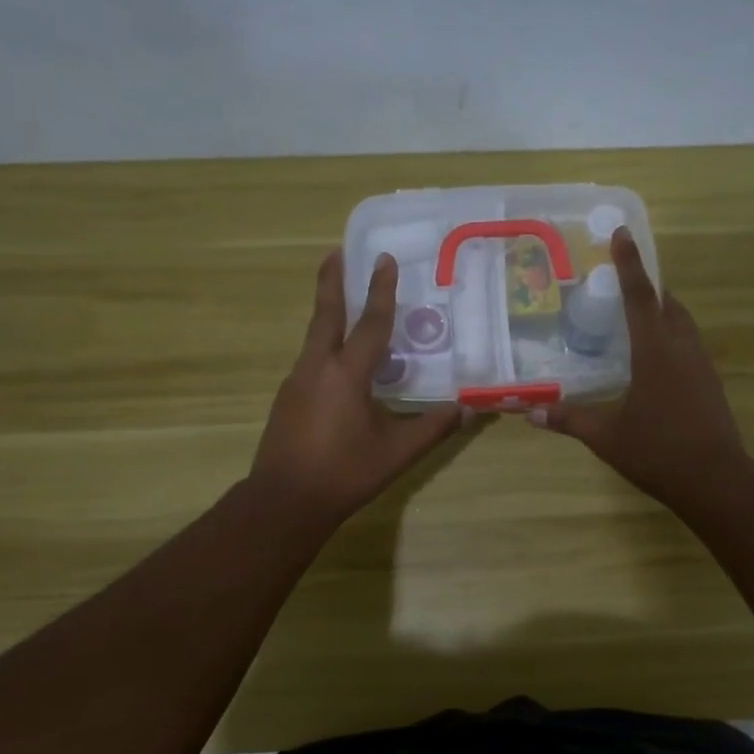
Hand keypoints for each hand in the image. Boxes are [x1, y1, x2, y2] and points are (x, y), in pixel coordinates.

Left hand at [251, 251, 461, 529]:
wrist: (285, 502)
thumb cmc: (345, 473)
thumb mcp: (397, 452)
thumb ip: (433, 427)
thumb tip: (468, 410)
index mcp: (346, 374)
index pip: (370, 324)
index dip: (381, 291)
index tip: (384, 259)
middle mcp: (317, 368)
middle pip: (326, 315)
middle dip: (332, 282)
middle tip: (335, 252)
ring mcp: (297, 382)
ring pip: (314, 337)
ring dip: (328, 313)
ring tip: (342, 301)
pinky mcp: (287, 400)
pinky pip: (310, 360)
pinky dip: (325, 346)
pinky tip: (336, 362)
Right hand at [529, 227, 746, 514]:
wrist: (716, 480)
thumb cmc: (658, 452)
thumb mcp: (607, 438)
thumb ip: (570, 420)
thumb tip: (531, 412)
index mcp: (655, 352)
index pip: (640, 297)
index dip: (629, 264)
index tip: (622, 232)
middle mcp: (682, 349)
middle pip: (667, 304)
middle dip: (646, 286)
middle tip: (621, 280)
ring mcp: (701, 365)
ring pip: (682, 323)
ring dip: (662, 310)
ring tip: (637, 314)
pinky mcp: (710, 382)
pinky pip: (689, 343)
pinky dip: (671, 334)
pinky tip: (656, 356)